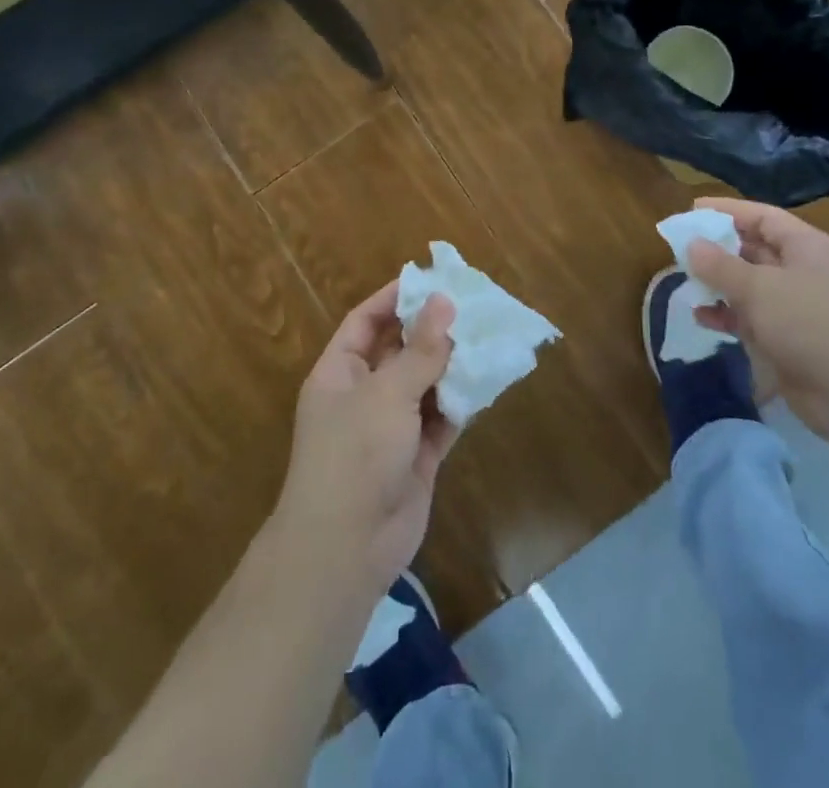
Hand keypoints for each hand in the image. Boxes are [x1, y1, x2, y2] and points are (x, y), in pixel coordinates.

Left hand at [275, 282, 457, 596]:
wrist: (347, 549)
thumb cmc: (355, 454)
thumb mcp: (387, 393)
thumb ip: (420, 349)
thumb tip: (444, 300)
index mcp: (340, 373)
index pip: (365, 322)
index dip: (393, 297)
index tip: (430, 278)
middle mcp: (363, 395)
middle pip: (399, 350)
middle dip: (432, 329)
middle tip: (472, 303)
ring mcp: (390, 428)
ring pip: (425, 384)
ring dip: (452, 364)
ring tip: (488, 334)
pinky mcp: (416, 456)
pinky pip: (442, 418)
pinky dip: (462, 402)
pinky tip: (488, 380)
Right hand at [685, 198, 828, 444]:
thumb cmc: (809, 325)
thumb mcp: (759, 289)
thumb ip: (720, 265)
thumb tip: (692, 244)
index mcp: (807, 247)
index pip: (763, 217)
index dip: (727, 211)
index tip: (693, 209)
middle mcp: (804, 271)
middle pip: (755, 249)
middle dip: (719, 248)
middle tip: (682, 247)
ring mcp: (798, 306)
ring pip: (751, 285)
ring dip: (719, 283)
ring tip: (685, 281)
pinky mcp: (789, 338)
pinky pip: (752, 317)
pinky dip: (727, 315)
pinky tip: (701, 317)